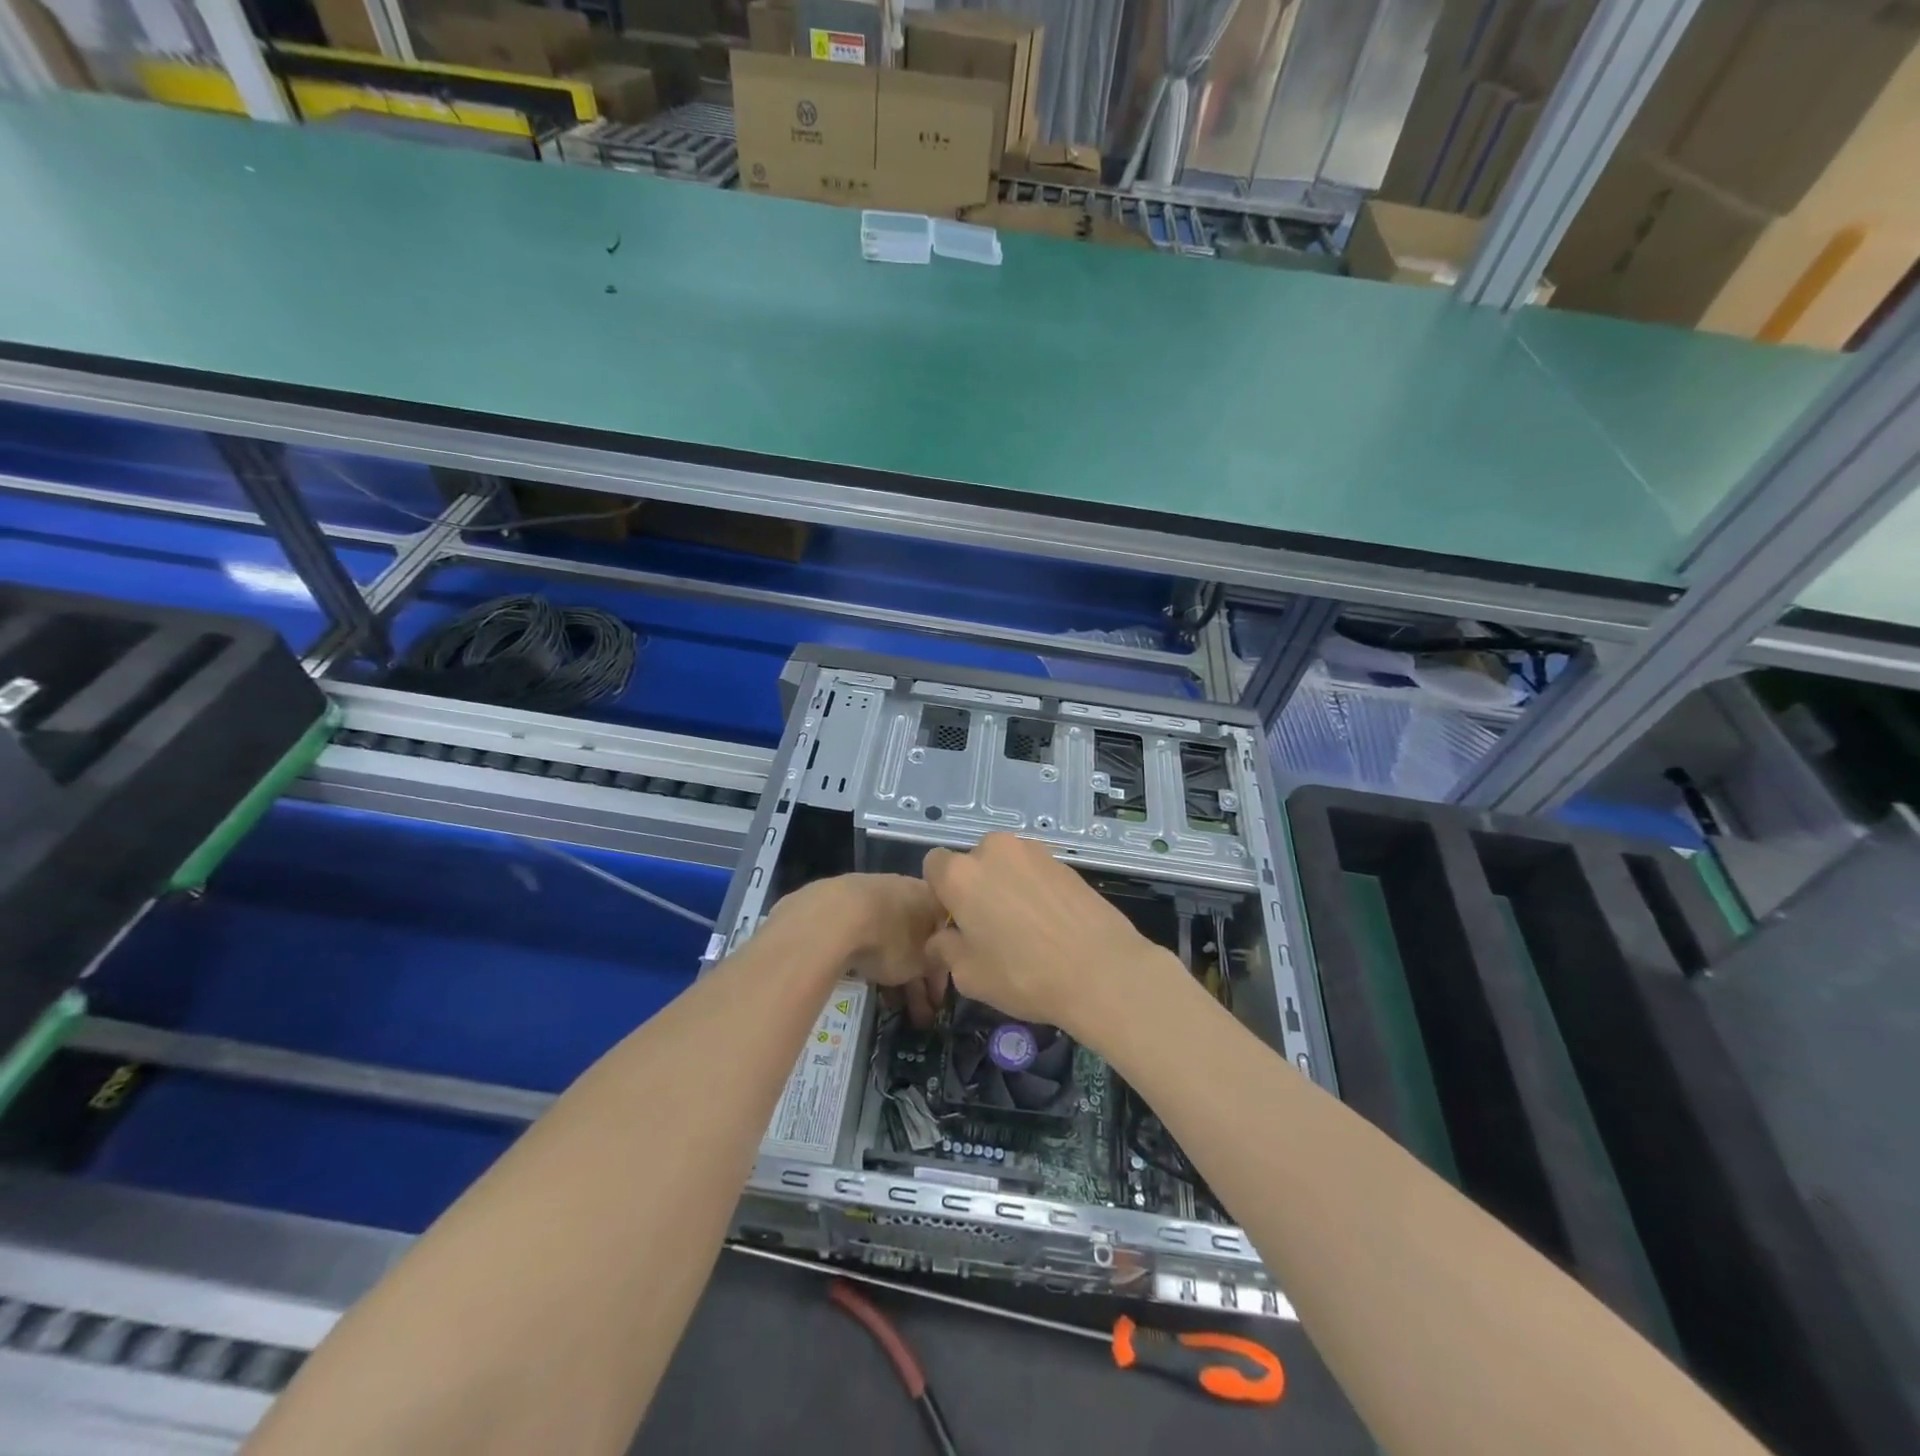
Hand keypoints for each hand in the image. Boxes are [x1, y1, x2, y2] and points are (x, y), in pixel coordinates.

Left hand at [772, 875, 948, 1026]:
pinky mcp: (842, 901)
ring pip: (891, 937)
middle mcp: (905, 887)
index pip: (945, 936)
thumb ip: (934, 965)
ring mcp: (872, 890)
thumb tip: (936, 967)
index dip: (942, 972)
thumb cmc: (890, 939)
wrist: (834, 916)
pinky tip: (866, 980)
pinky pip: (866, 933)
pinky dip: (871, 956)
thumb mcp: (922, 962)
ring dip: (895, 970)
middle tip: (918, 1012)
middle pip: (917, 938)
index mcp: (931, 896)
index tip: (937, 1000)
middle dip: (918, 976)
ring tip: (892, 1005)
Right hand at [921, 834, 1174, 1044]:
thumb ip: (945, 950)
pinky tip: (1050, 923)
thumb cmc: (1024, 974)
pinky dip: (1034, 889)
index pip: (933, 865)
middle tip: (990, 928)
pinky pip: (1034, 871)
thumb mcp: (969, 976)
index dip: (940, 894)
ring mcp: (1033, 851)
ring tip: (1025, 926)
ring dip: (1005, 886)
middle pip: (972, 862)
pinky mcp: (1064, 861)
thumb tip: (941, 939)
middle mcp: (994, 850)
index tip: (955, 922)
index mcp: (961, 874)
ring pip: (1005, 864)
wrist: (1102, 970)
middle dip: (975, 888)